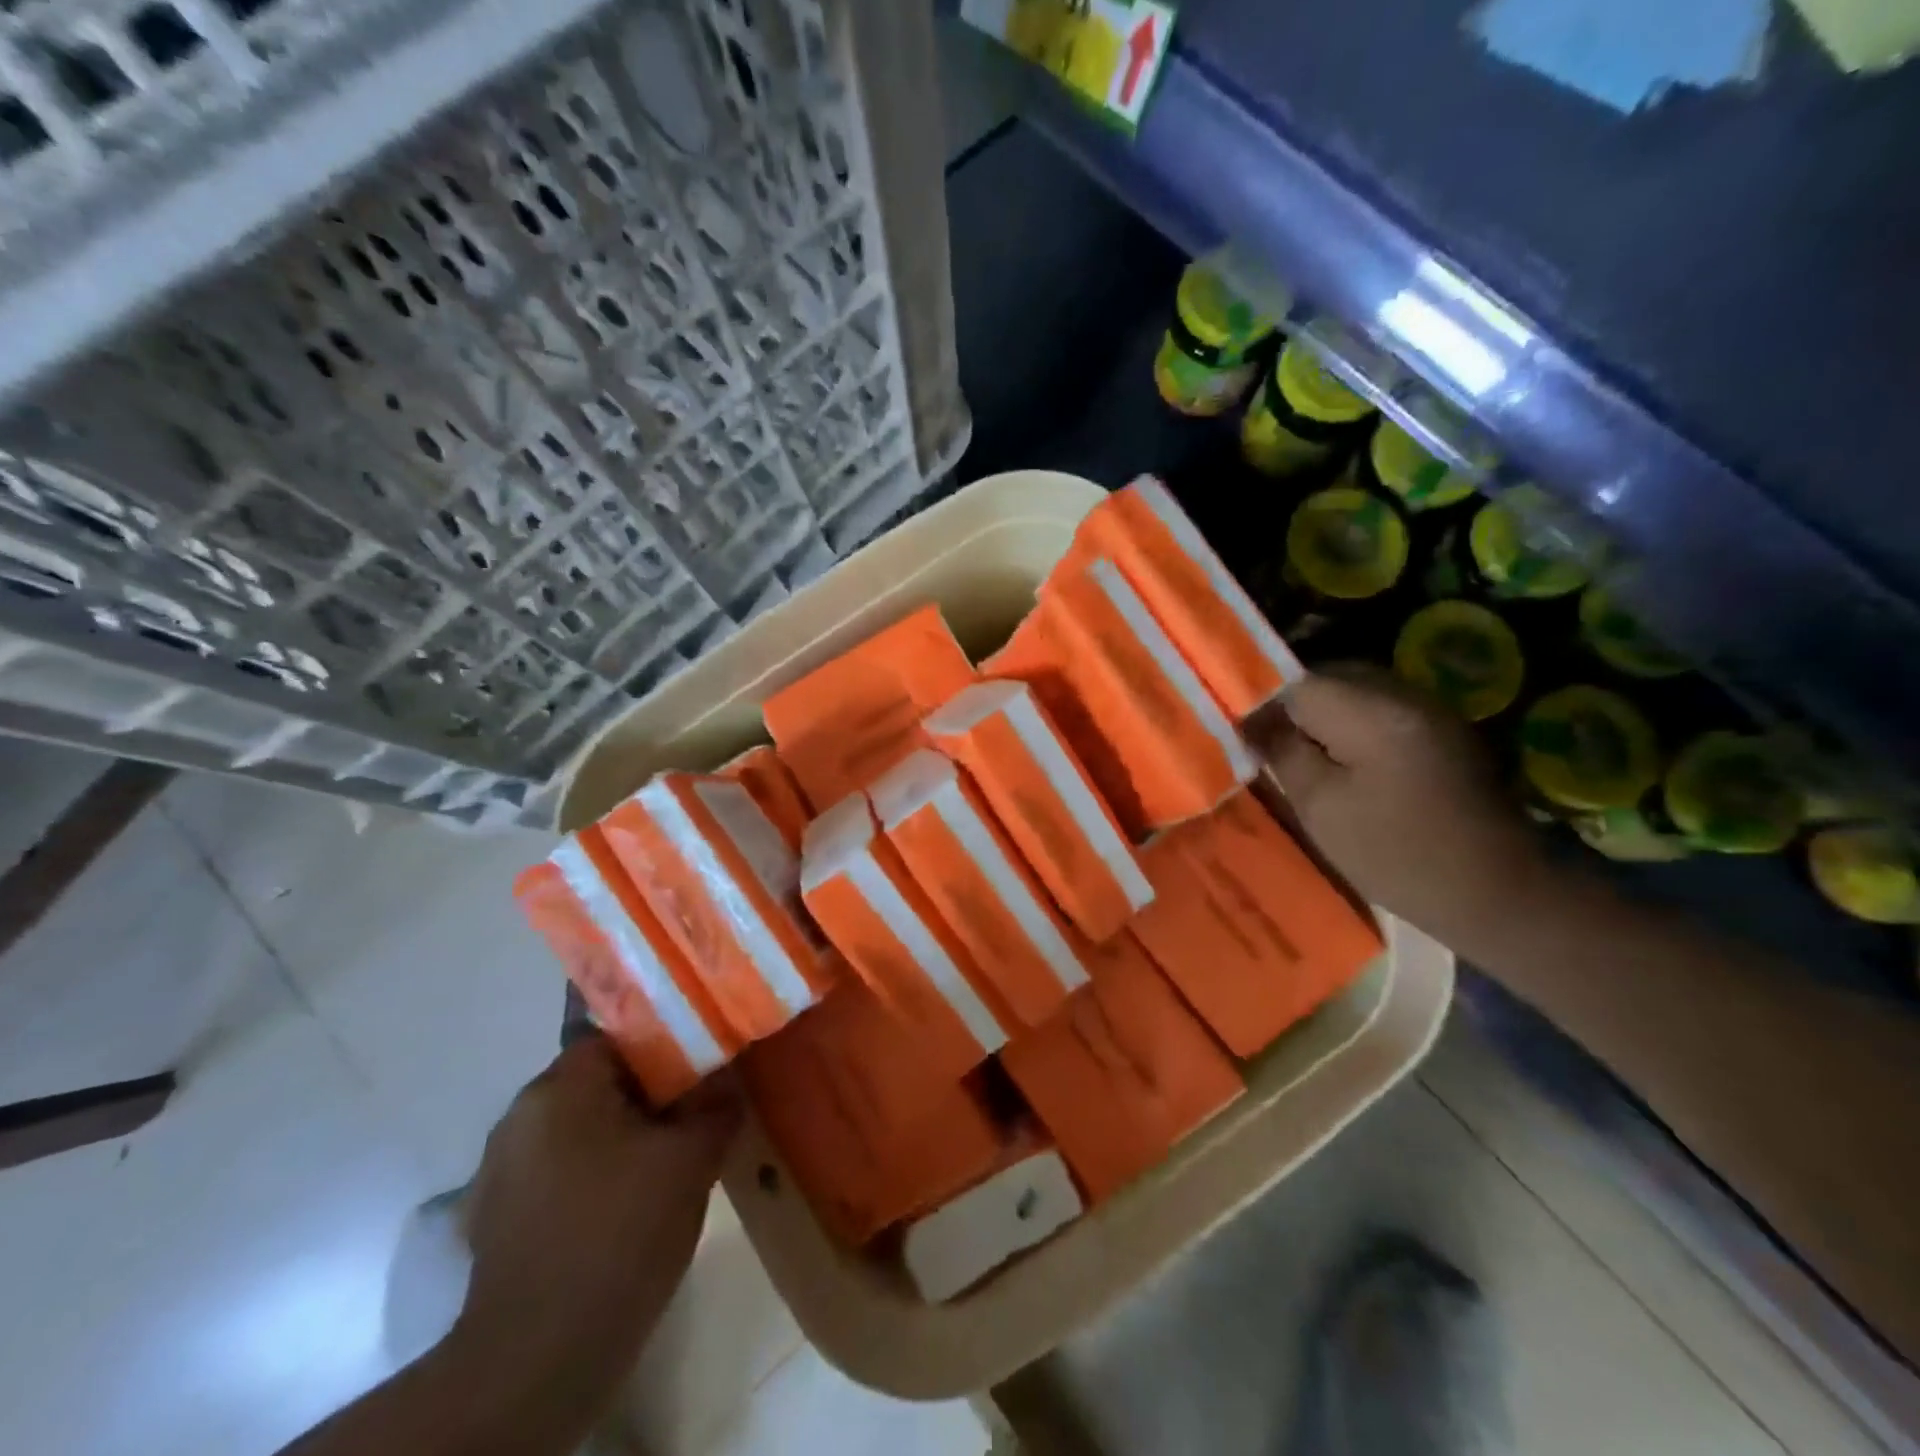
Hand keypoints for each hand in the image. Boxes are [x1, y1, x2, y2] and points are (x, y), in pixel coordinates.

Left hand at [455, 1036, 739, 1386]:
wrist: (537, 1362)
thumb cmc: (619, 1234)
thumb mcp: (691, 1160)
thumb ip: (716, 1105)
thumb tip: (729, 1078)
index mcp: (559, 1088)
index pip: (618, 1036)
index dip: (666, 1046)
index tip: (702, 1069)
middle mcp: (520, 1117)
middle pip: (598, 1081)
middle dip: (648, 1094)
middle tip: (694, 1114)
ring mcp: (502, 1171)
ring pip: (579, 1128)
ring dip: (621, 1135)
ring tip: (667, 1160)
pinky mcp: (497, 1219)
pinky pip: (559, 1171)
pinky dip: (593, 1174)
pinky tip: (626, 1205)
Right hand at [1254, 666, 1553, 950]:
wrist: (1496, 890)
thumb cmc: (1396, 855)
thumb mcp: (1320, 808)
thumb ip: (1281, 752)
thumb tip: (1248, 720)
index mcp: (1370, 712)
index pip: (1294, 682)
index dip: (1259, 702)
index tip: (1238, 731)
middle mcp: (1402, 693)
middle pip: (1325, 677)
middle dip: (1288, 704)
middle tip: (1262, 741)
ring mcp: (1427, 707)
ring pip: (1351, 690)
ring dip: (1318, 713)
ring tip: (1295, 750)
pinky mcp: (1438, 726)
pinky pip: (1376, 707)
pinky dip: (1347, 722)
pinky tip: (1338, 756)